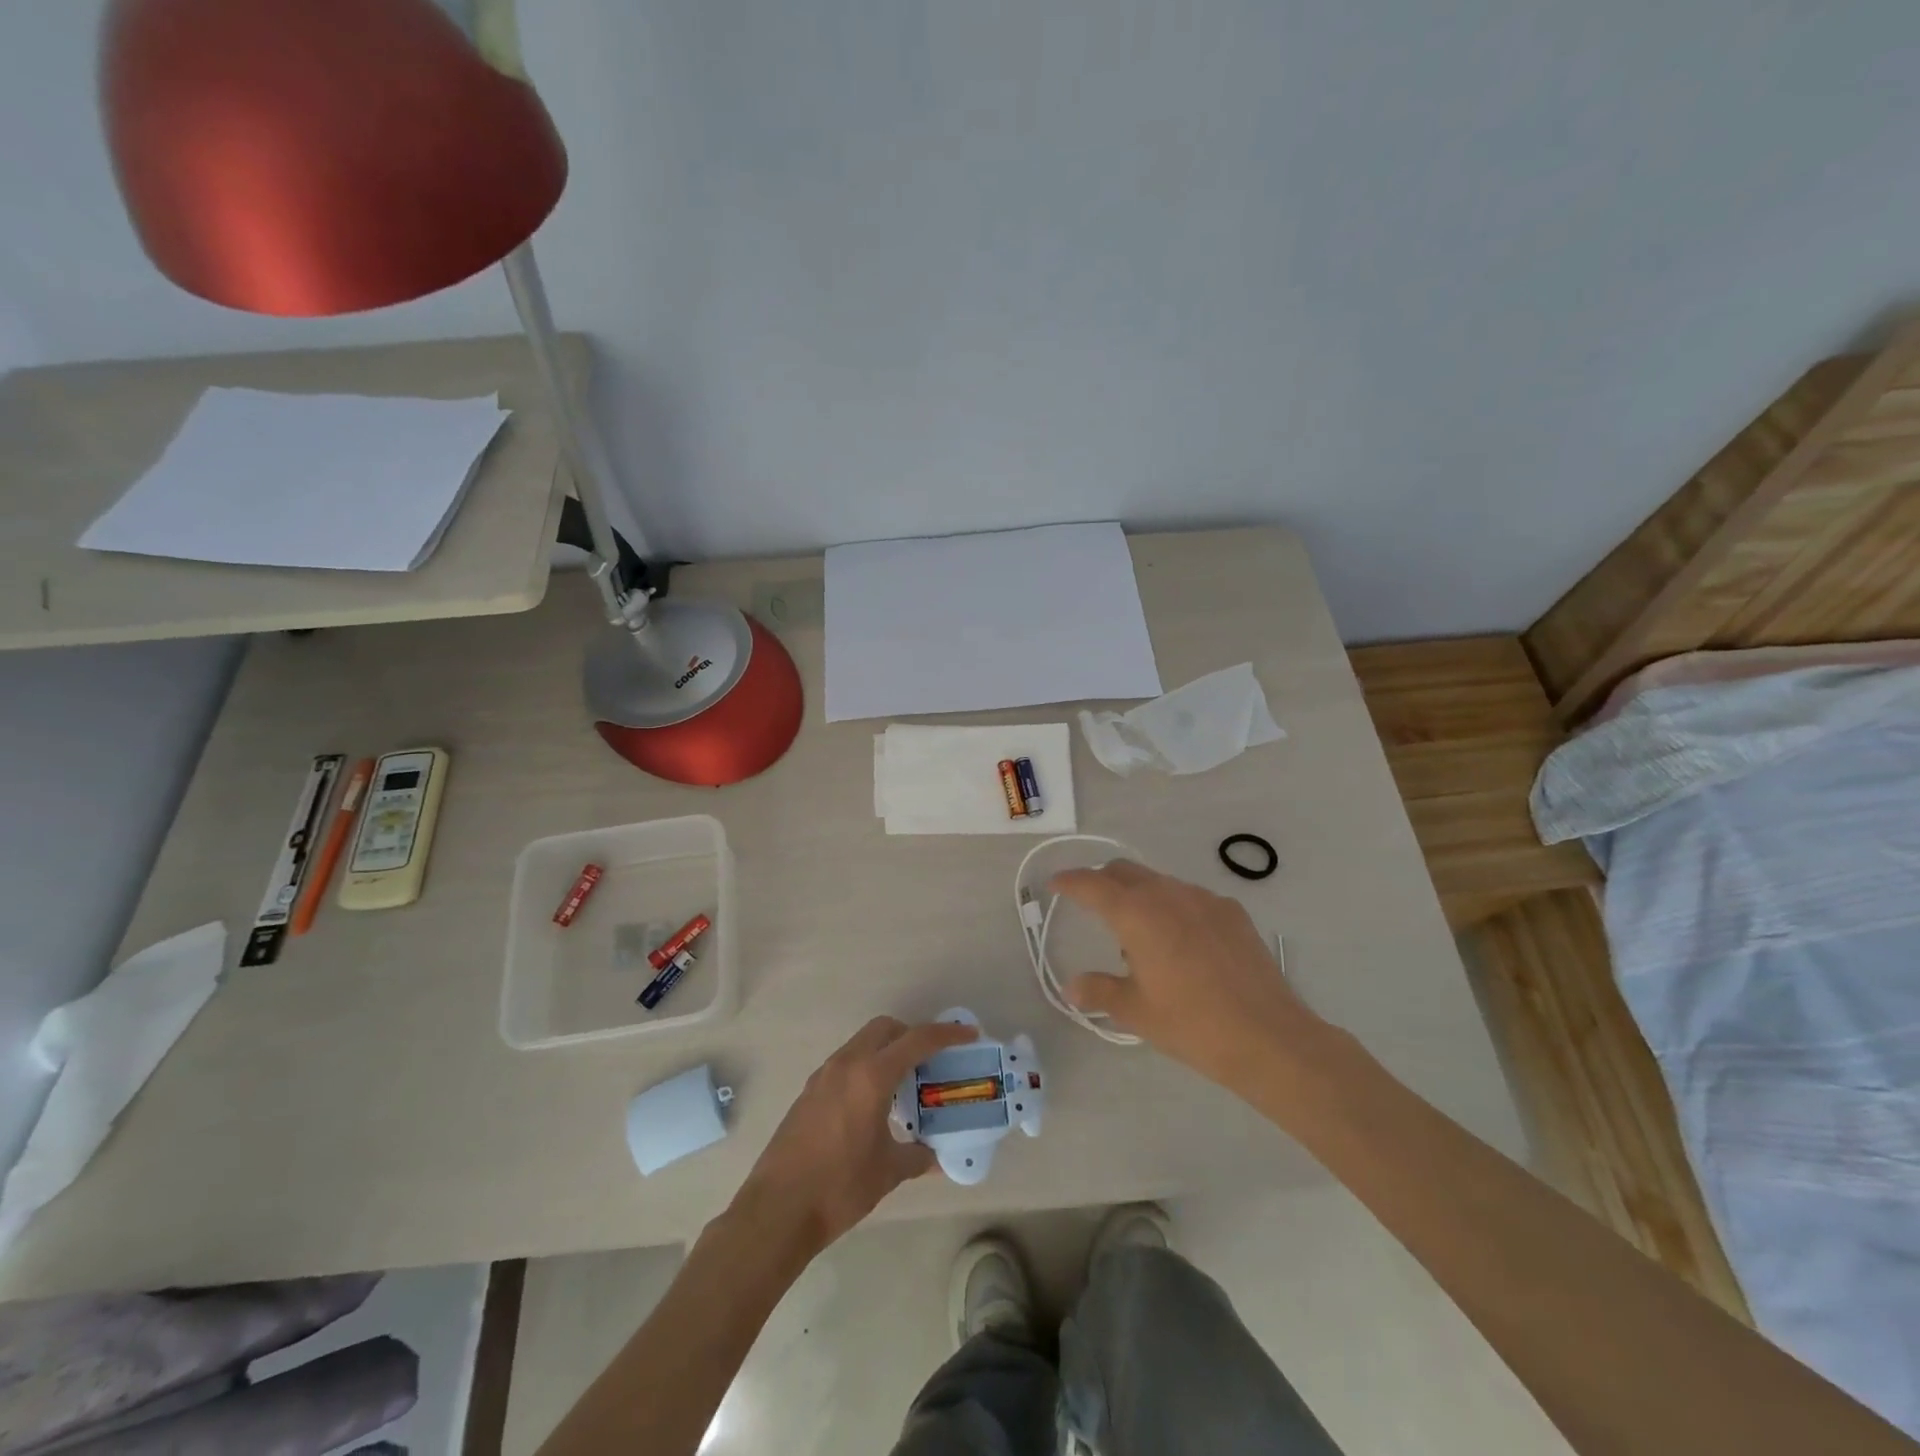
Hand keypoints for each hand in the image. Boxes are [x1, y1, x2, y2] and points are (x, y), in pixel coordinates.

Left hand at [734, 1016, 977, 1255]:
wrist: (776, 1210)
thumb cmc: (839, 1187)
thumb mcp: (888, 1172)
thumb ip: (917, 1157)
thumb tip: (936, 1156)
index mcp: (871, 1076)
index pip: (916, 1040)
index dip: (946, 1034)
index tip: (968, 1034)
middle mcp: (846, 1064)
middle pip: (885, 1028)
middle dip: (912, 1035)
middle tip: (932, 1060)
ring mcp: (823, 1076)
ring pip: (862, 1043)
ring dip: (887, 1050)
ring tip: (905, 1083)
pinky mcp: (809, 1092)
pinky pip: (846, 1063)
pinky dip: (866, 1067)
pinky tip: (874, 1103)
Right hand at [1051, 861, 1328, 1092]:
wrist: (1269, 1037)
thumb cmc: (1192, 1024)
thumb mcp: (1136, 1012)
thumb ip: (1099, 991)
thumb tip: (1073, 987)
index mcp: (1137, 914)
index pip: (1092, 884)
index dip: (1069, 881)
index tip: (1055, 883)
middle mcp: (1168, 894)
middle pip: (1124, 871)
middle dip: (1102, 882)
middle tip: (1092, 907)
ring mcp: (1205, 899)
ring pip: (1159, 883)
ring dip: (1140, 897)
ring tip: (1141, 939)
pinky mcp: (1232, 912)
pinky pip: (1191, 898)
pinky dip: (1173, 908)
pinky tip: (1183, 944)